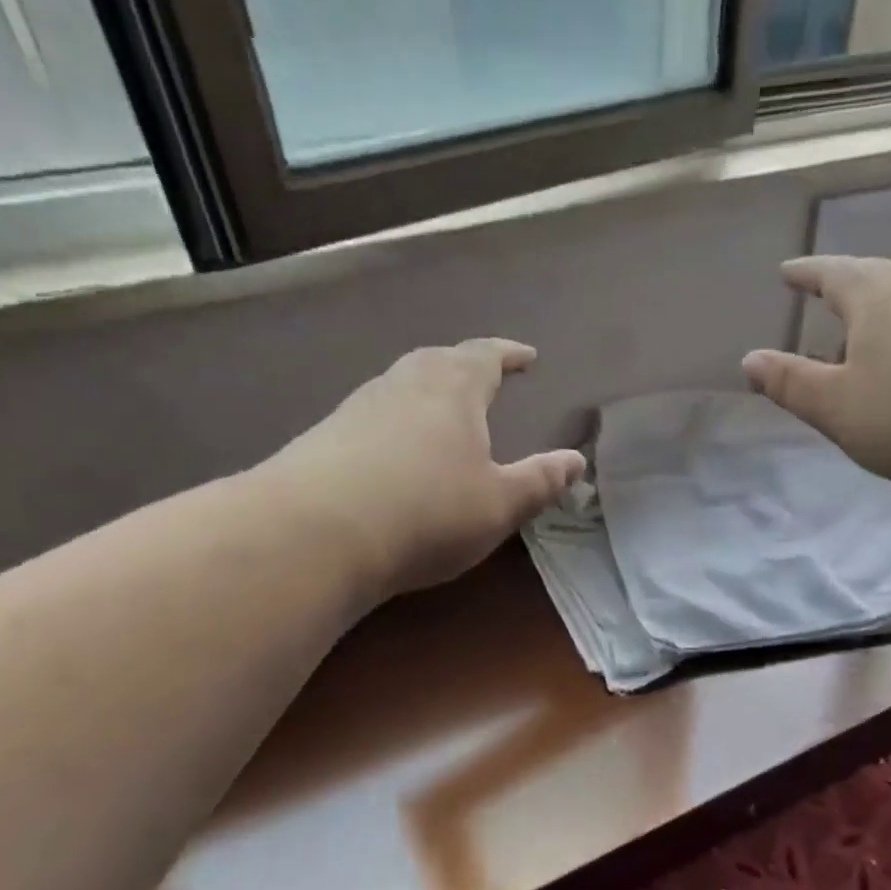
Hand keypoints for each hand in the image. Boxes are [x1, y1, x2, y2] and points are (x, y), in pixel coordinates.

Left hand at [257, 340, 583, 597]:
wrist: (314, 534)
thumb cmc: (426, 512)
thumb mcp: (499, 504)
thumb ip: (541, 481)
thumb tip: (577, 461)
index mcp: (452, 389)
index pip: (486, 357)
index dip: (509, 355)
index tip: (527, 357)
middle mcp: (403, 385)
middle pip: (438, 361)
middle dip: (466, 366)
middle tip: (484, 378)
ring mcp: (358, 409)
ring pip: (401, 387)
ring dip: (428, 393)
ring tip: (444, 413)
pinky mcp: (325, 438)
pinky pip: (374, 417)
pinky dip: (397, 423)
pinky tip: (396, 452)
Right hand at [744, 255, 890, 497]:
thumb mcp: (836, 406)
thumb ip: (791, 383)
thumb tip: (750, 359)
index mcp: (878, 303)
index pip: (836, 274)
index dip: (808, 273)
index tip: (788, 272)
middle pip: (877, 276)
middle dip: (846, 281)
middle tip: (824, 291)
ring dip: (877, 309)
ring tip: (857, 334)